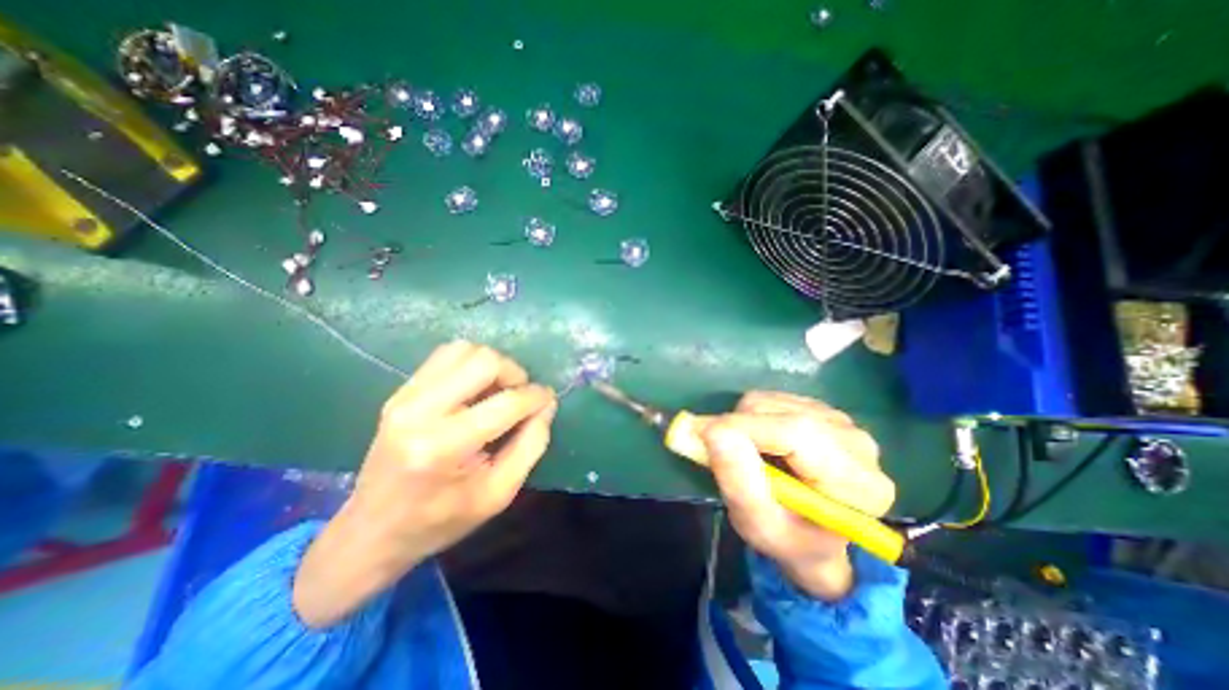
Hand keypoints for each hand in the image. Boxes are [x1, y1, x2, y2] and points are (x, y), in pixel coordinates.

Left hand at [290, 341, 553, 627]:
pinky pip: (445, 356)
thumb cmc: (441, 519)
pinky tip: (476, 389)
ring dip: (492, 365)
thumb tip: (547, 404)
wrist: (373, 531)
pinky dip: (471, 364)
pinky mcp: (400, 392)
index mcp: (444, 447)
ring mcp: (405, 397)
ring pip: (464, 350)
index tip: (547, 400)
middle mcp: (419, 412)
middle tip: (520, 395)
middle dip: (514, 373)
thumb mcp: (499, 494)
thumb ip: (531, 445)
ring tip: (498, 391)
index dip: (536, 397)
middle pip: (484, 361)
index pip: (506, 403)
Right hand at [702, 392, 894, 600]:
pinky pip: (770, 399)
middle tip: (721, 455)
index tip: (703, 436)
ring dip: (743, 424)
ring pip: (769, 402)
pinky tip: (763, 444)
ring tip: (750, 457)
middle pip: (780, 412)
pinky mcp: (819, 408)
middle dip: (739, 429)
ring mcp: (839, 421)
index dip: (745, 429)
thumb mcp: (758, 525)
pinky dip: (752, 418)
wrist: (812, 536)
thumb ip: (737, 480)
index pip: (797, 433)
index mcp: (857, 483)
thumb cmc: (788, 539)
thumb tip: (712, 430)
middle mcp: (856, 443)